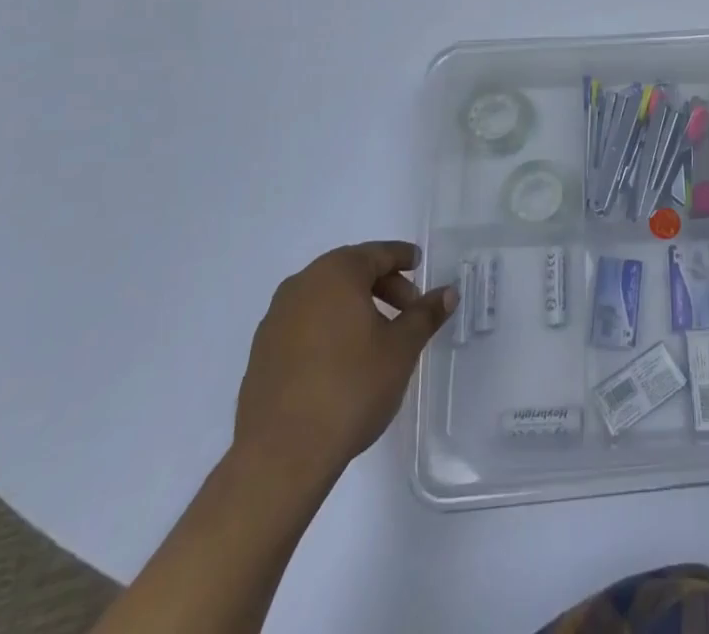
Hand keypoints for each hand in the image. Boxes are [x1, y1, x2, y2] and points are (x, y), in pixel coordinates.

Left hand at [233, 241, 456, 475]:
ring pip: (326, 298)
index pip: (378, 253)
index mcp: (336, 273)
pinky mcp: (261, 353)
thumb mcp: (401, 348)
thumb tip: (447, 292)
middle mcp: (302, 284)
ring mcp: (275, 318)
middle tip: (408, 311)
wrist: (280, 455)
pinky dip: (328, 329)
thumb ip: (425, 314)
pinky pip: (304, 325)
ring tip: (378, 338)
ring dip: (355, 308)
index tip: (420, 266)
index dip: (403, 258)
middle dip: (383, 286)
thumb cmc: (351, 387)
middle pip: (351, 272)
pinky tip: (343, 361)